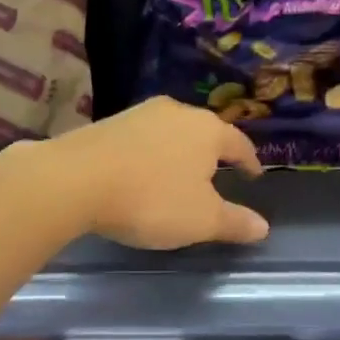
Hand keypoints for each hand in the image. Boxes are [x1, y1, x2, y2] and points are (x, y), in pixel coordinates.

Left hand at [44, 97, 268, 250]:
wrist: (75, 180)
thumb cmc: (151, 199)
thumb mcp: (201, 220)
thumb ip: (234, 222)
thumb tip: (263, 226)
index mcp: (207, 130)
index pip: (238, 143)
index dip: (249, 161)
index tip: (254, 174)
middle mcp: (176, 112)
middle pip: (203, 131)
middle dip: (211, 153)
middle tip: (216, 173)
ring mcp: (139, 114)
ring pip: (170, 132)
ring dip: (178, 152)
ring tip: (178, 173)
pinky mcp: (108, 123)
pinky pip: (141, 139)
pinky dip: (149, 154)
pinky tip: (141, 171)